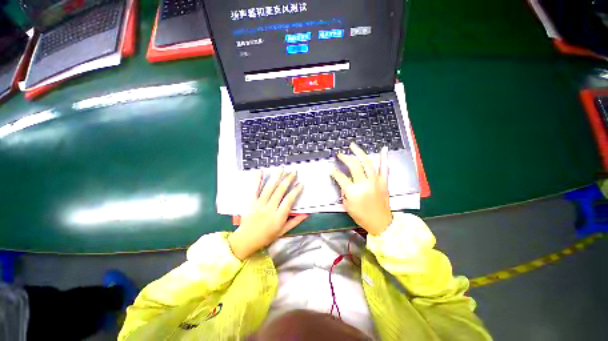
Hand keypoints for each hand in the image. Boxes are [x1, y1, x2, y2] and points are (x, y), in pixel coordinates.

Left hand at [228, 170, 306, 259]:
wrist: (246, 240)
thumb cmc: (266, 236)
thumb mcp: (282, 231)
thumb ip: (294, 222)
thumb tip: (306, 214)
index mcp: (278, 217)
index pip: (289, 200)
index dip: (296, 191)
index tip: (300, 183)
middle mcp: (269, 209)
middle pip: (280, 191)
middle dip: (287, 180)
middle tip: (293, 172)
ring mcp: (259, 205)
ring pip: (269, 188)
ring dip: (276, 177)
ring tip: (281, 169)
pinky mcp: (250, 202)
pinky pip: (254, 190)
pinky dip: (257, 180)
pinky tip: (260, 171)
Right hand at [330, 143, 391, 235]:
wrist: (381, 223)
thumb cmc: (362, 216)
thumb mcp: (347, 206)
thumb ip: (344, 192)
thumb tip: (342, 181)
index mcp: (353, 192)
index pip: (340, 177)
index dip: (334, 172)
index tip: (331, 168)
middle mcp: (364, 184)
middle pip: (353, 165)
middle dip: (345, 158)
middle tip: (340, 154)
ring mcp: (375, 181)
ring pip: (367, 163)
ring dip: (359, 152)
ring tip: (353, 145)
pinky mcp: (384, 182)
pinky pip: (384, 168)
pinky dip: (384, 157)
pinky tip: (383, 148)